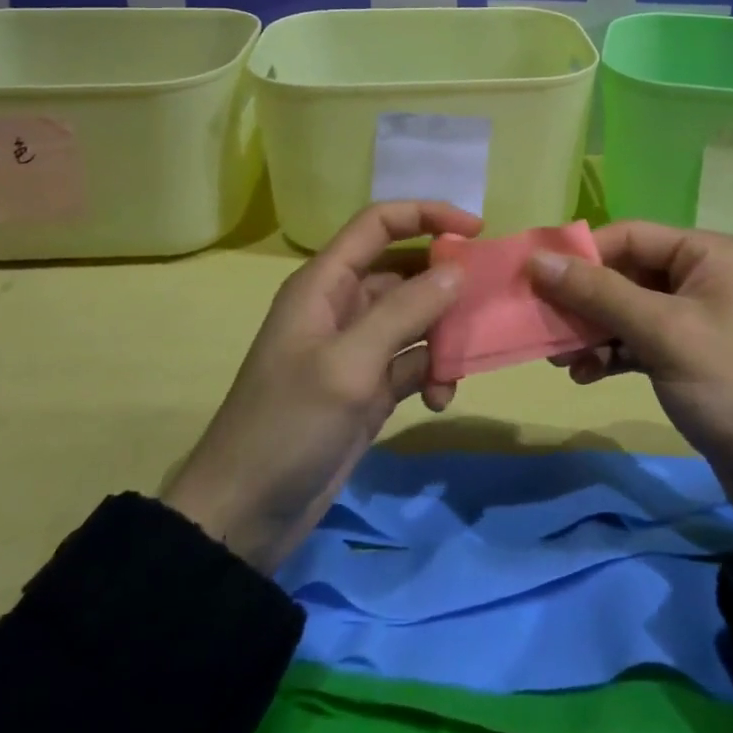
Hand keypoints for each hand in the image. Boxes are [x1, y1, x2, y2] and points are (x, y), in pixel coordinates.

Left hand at [161, 200, 480, 572]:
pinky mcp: (370, 387)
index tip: (477, 230)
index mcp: (326, 283)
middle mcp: (343, 306)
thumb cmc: (289, 425)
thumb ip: (406, 310)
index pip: (380, 224)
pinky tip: (440, 400)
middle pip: (406, 271)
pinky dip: (433, 372)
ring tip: (462, 364)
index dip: (427, 215)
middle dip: (447, 282)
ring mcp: (358, 348)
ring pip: (417, 318)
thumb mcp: (349, 363)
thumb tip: (458, 269)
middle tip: (487, 301)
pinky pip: (414, 361)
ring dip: (444, 335)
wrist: (244, 516)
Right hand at [529, 223, 732, 524]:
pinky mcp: (685, 352)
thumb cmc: (729, 385)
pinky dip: (610, 352)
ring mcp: (693, 316)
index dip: (583, 255)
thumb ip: (598, 293)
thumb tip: (537, 260)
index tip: (537, 280)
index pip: (631, 236)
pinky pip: (636, 338)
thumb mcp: (662, 333)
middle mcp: (700, 275)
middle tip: (544, 326)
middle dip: (583, 300)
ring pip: (625, 308)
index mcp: (707, 253)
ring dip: (592, 330)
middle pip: (624, 272)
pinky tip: (586, 374)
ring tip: (561, 359)